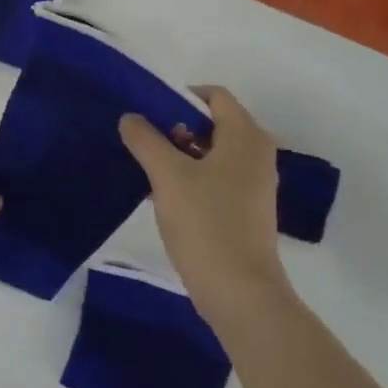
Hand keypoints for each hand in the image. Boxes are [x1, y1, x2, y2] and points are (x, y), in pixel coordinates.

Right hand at [119, 87, 289, 326]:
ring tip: (146, 165)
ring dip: (181, 153)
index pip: (215, 96)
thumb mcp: (167, 176)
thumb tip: (131, 118)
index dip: (181, 96)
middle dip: (178, 126)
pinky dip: (192, 177)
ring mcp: (254, 184)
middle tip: (145, 139)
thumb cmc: (206, 223)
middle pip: (214, 123)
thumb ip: (146, 140)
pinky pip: (216, 178)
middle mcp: (256, 154)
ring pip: (213, 153)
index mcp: (245, 137)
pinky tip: (161, 194)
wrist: (239, 291)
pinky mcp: (246, 210)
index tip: (149, 109)